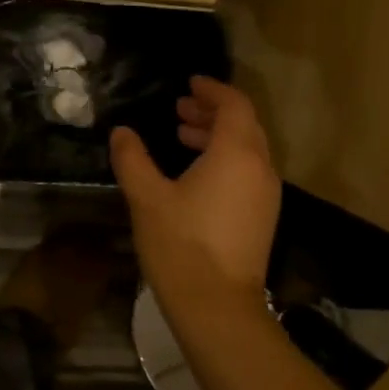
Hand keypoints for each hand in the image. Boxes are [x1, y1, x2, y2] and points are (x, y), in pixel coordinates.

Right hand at [110, 77, 281, 327]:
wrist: (217, 306)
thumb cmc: (180, 245)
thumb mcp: (147, 197)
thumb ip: (133, 159)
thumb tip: (122, 132)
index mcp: (236, 154)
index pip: (234, 105)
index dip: (213, 90)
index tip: (190, 83)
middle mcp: (260, 168)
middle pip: (244, 125)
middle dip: (212, 112)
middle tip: (180, 108)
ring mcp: (266, 195)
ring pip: (247, 150)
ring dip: (217, 137)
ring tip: (182, 136)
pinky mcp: (262, 218)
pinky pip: (247, 172)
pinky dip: (225, 160)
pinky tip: (195, 174)